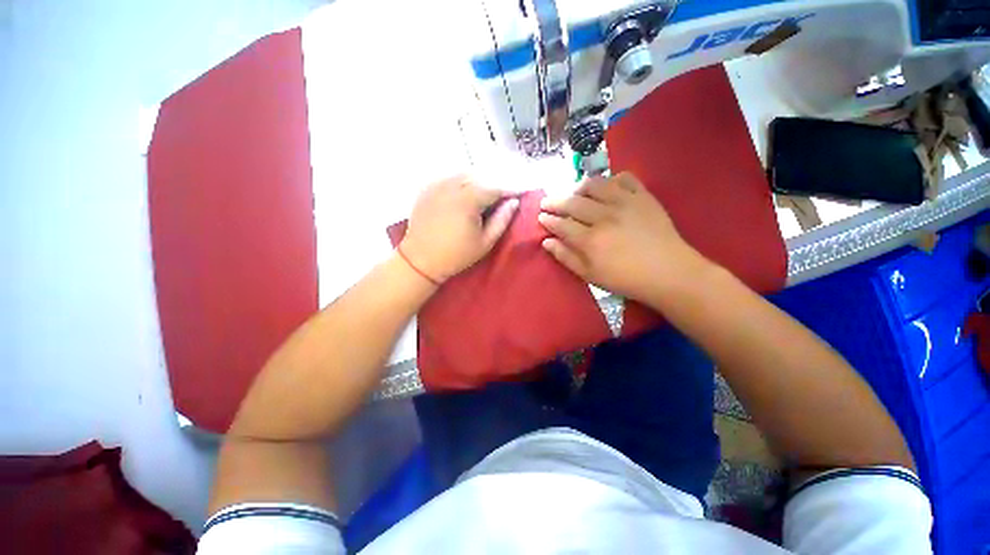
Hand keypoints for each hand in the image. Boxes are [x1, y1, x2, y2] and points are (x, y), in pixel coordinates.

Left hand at [400, 175, 518, 282]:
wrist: (420, 260)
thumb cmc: (456, 255)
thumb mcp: (485, 242)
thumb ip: (502, 220)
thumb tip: (514, 202)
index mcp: (469, 198)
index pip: (496, 187)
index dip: (511, 189)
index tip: (522, 193)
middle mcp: (452, 184)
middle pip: (480, 177)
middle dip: (494, 185)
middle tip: (503, 197)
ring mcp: (437, 184)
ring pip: (464, 175)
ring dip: (478, 182)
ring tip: (484, 197)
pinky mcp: (427, 188)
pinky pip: (449, 178)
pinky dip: (461, 182)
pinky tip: (464, 195)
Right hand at [538, 172, 706, 301]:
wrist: (669, 273)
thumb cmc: (626, 279)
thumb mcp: (590, 275)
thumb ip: (566, 257)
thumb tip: (546, 242)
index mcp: (590, 240)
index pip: (561, 224)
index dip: (548, 220)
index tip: (541, 217)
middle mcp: (604, 217)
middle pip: (573, 202)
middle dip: (555, 202)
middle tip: (547, 203)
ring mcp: (625, 203)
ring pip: (595, 185)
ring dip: (579, 187)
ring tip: (574, 193)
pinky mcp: (643, 196)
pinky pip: (624, 177)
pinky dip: (612, 179)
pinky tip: (607, 188)